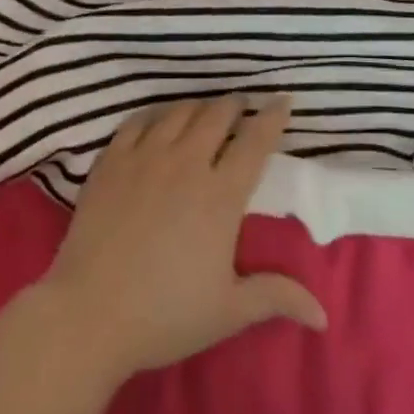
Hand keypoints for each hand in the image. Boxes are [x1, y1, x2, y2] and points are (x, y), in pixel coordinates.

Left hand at [40, 96, 327, 379]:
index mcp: (220, 194)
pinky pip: (137, 121)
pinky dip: (154, 115)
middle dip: (234, 105)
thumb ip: (276, 297)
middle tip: (241, 105)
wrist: (89, 313)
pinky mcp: (111, 160)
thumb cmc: (165, 314)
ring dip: (198, 107)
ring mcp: (145, 156)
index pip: (254, 142)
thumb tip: (324, 314)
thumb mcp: (228, 311)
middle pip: (216, 115)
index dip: (272, 117)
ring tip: (204, 111)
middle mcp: (186, 163)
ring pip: (178, 112)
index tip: (282, 99)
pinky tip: (157, 120)